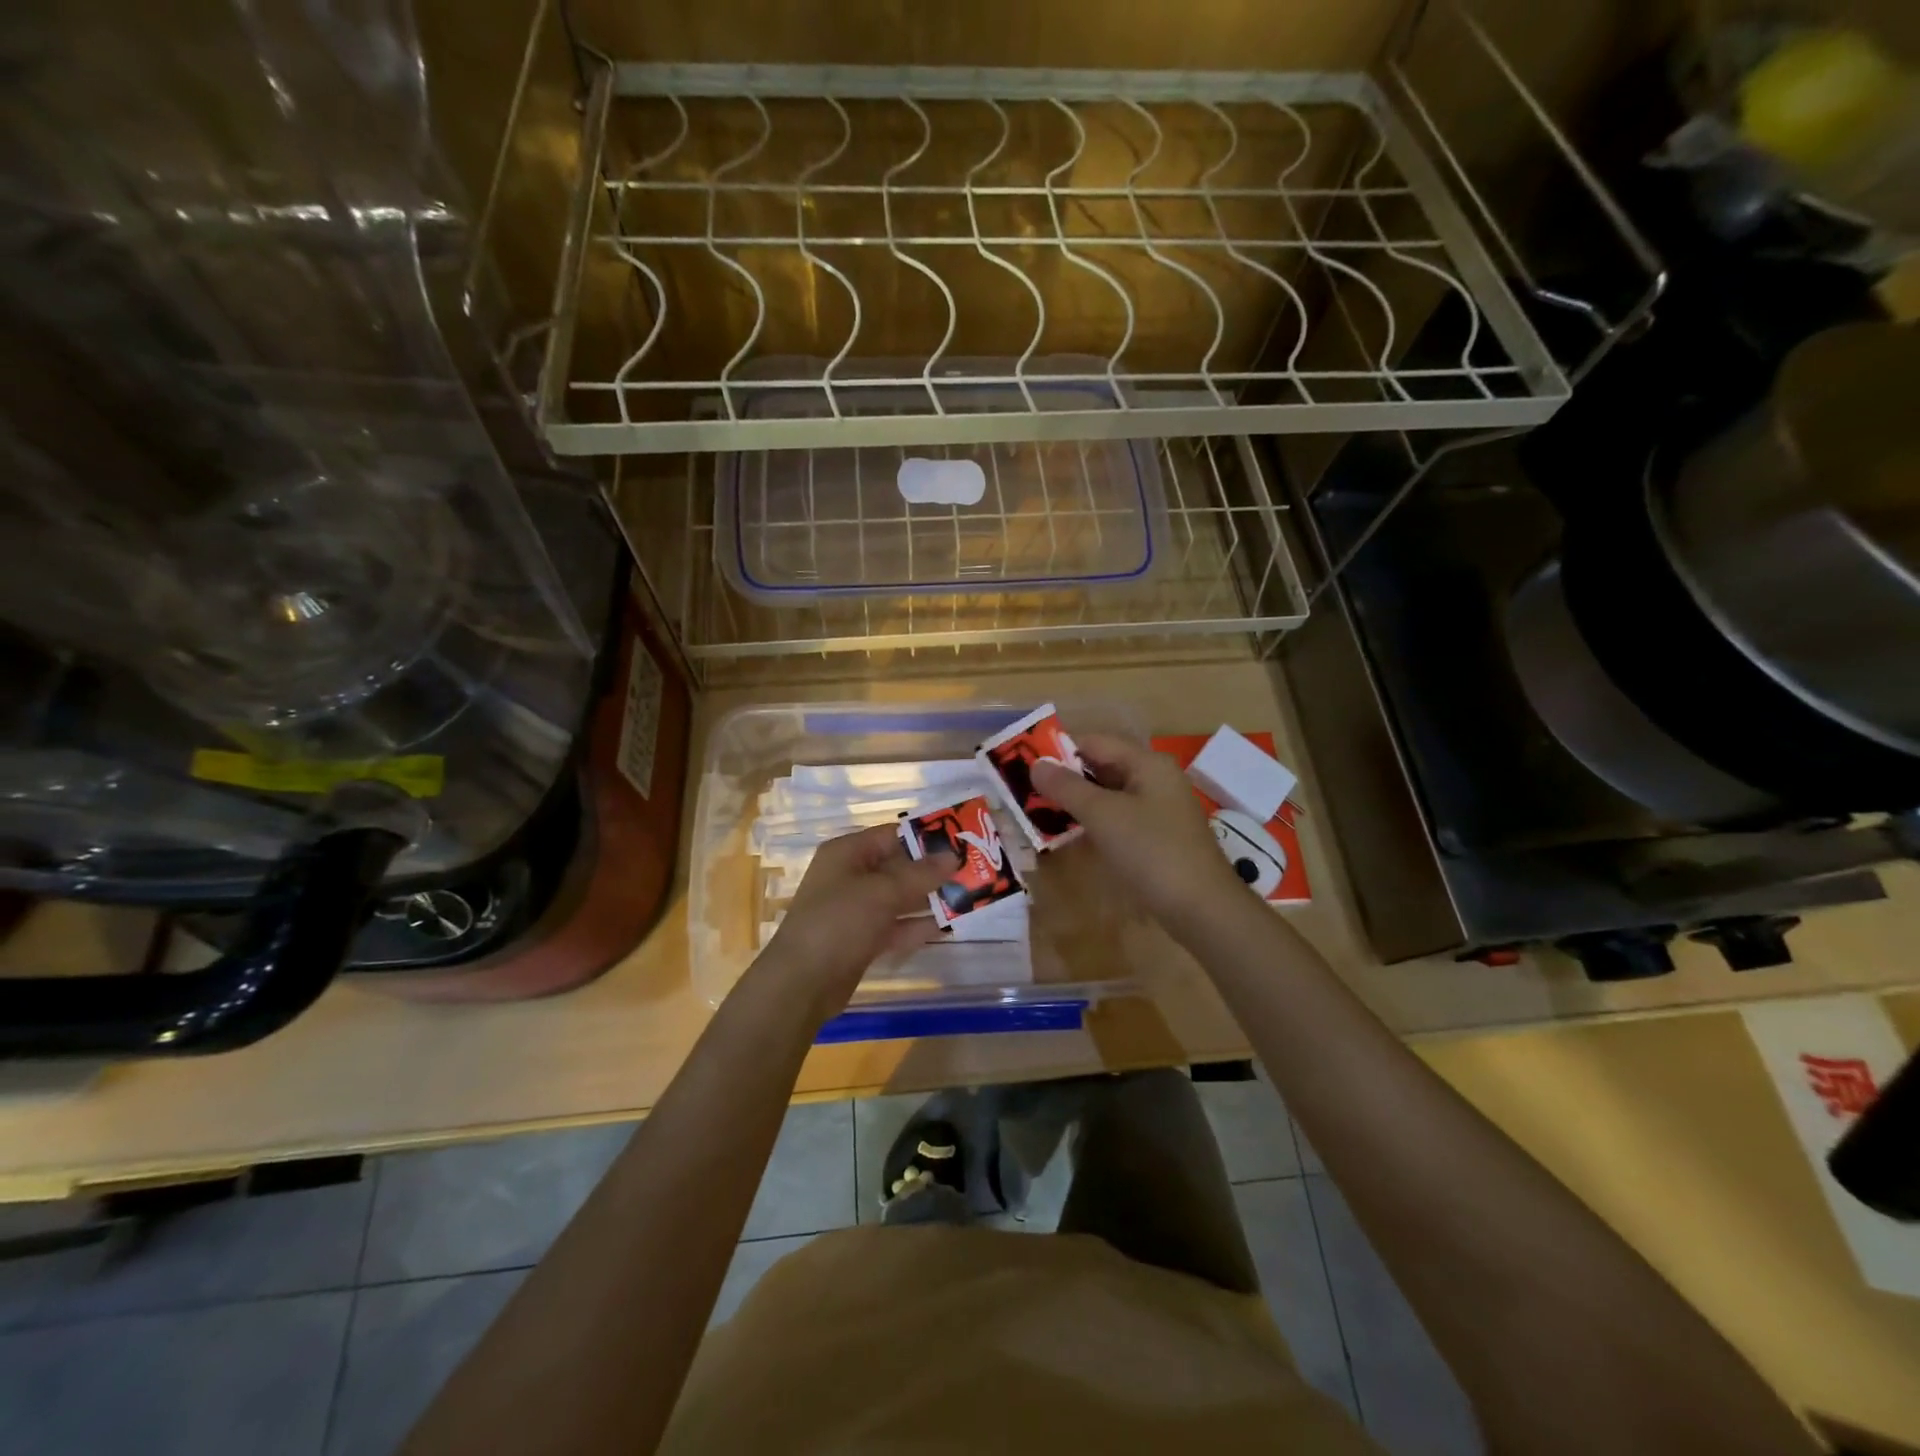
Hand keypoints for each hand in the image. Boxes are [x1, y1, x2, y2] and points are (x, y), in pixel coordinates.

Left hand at [757, 824, 957, 1022]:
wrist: (802, 983)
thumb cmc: (838, 922)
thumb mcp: (882, 892)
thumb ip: (920, 874)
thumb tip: (953, 855)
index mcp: (848, 853)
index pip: (893, 835)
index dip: (927, 836)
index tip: (963, 841)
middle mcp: (851, 876)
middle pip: (899, 866)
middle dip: (934, 870)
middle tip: (975, 870)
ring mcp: (857, 909)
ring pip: (901, 897)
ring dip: (931, 898)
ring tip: (970, 896)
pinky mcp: (863, 939)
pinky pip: (897, 925)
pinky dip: (919, 925)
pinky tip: (950, 926)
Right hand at [1032, 733, 1251, 932]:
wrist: (1201, 908)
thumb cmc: (1151, 852)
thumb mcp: (1103, 815)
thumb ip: (1067, 788)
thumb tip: (1035, 765)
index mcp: (1147, 763)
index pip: (1094, 742)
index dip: (1058, 751)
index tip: (1023, 767)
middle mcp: (1155, 779)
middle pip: (1101, 767)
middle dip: (1065, 778)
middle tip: (1025, 792)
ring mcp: (1158, 809)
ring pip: (1108, 795)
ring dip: (1076, 802)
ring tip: (1038, 813)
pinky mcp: (1157, 837)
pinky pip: (1118, 818)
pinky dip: (1093, 822)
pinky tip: (1070, 835)